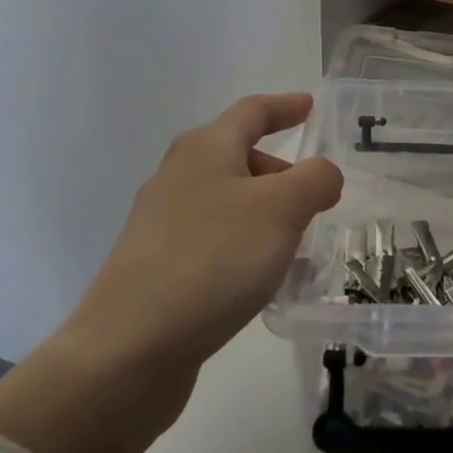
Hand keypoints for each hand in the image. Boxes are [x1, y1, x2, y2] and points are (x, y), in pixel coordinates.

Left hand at [72, 93, 344, 369]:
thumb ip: (314, 180)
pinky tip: (261, 278)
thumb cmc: (213, 260)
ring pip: (229, 201)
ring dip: (267, 213)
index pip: (252, 112)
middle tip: (317, 200)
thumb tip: (322, 175)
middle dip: (282, 172)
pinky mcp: (157, 265)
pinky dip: (246, 244)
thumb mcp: (281, 210)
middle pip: (240, 157)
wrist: (130, 347)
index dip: (285, 106)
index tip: (310, 105)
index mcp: (205, 149)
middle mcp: (178, 176)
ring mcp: (162, 223)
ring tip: (297, 245)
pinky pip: (215, 239)